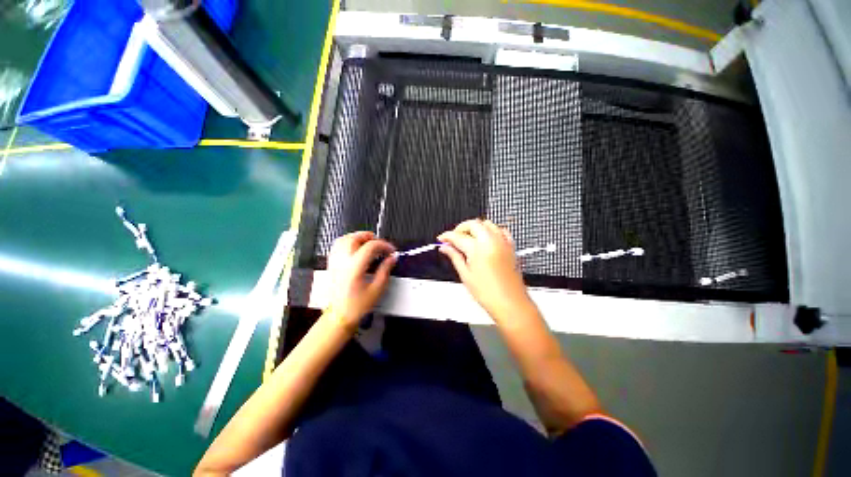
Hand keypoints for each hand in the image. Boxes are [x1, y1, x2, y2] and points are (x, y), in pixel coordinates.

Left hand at [326, 231, 395, 328]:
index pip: (371, 246)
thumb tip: (392, 258)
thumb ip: (385, 270)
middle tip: (381, 246)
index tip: (391, 251)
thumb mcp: (377, 289)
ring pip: (345, 239)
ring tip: (369, 244)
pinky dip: (348, 242)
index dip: (384, 245)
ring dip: (359, 237)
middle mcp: (343, 261)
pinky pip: (337, 245)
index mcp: (354, 268)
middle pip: (355, 237)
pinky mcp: (331, 264)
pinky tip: (356, 248)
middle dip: (371, 238)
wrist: (340, 315)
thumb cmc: (358, 305)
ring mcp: (335, 262)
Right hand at [438, 219, 533, 323]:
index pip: (457, 236)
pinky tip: (485, 239)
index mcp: (477, 249)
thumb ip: (454, 257)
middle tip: (454, 239)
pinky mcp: (510, 246)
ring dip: (475, 227)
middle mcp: (491, 241)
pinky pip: (500, 230)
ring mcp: (502, 242)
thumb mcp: (465, 275)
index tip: (442, 239)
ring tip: (468, 238)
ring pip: (486, 223)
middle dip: (460, 228)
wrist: (510, 303)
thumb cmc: (490, 293)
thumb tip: (445, 248)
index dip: (447, 236)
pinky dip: (491, 231)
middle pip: (473, 224)